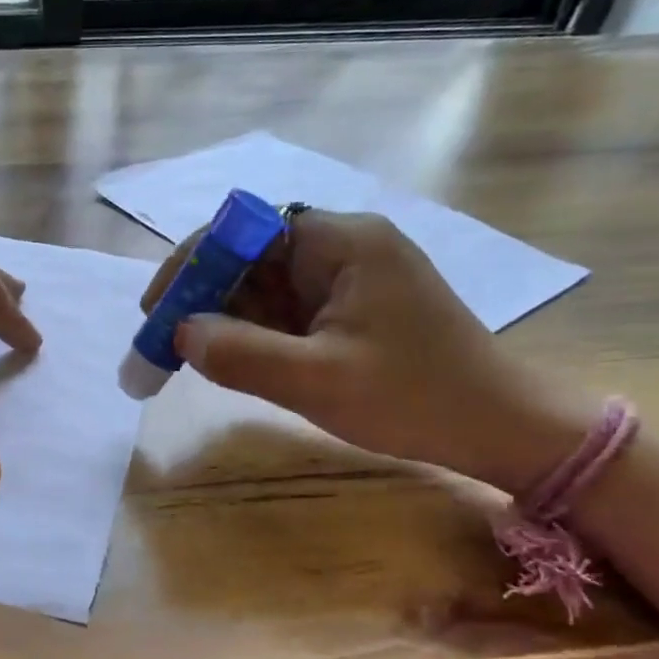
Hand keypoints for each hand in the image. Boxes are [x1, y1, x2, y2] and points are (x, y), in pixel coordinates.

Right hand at [141, 211, 591, 493]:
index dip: (192, 265)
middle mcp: (342, 247)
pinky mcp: (350, 308)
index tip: (157, 310)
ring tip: (191, 359)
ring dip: (225, 319)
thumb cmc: (415, 398)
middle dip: (203, 298)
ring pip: (264, 286)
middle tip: (165, 344)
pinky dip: (254, 333)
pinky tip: (236, 362)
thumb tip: (180, 334)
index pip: (243, 230)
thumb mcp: (318, 382)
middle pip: (250, 257)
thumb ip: (242, 355)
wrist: (502, 428)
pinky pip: (285, 310)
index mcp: (340, 243)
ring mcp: (347, 278)